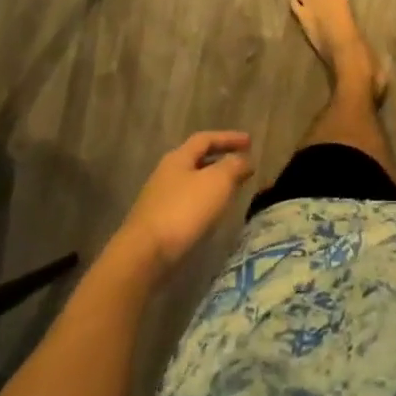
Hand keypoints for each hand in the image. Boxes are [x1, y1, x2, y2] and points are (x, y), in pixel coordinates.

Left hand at [112, 131, 254, 278]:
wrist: (144, 256)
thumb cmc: (183, 211)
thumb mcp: (217, 182)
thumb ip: (234, 166)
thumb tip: (244, 159)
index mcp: (178, 158)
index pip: (206, 139)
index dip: (229, 138)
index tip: (250, 142)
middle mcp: (166, 174)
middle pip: (197, 160)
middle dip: (221, 160)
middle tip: (242, 165)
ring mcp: (159, 200)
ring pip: (192, 183)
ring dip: (213, 183)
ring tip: (232, 190)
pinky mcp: (158, 224)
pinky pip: (187, 204)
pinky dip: (204, 203)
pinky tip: (213, 215)